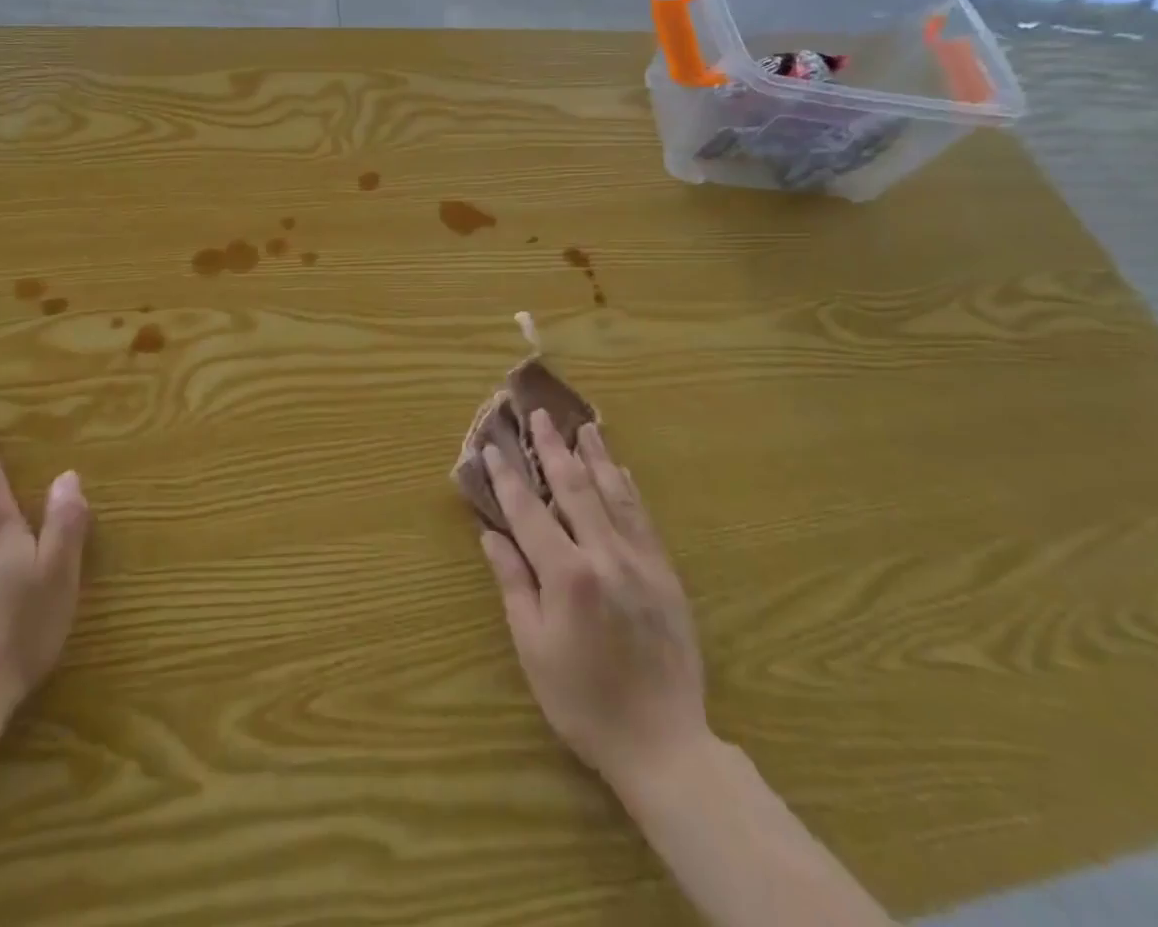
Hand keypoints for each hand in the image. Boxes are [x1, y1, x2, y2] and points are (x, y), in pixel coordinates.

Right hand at [480, 412, 708, 795]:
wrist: (663, 743)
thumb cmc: (584, 701)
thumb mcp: (534, 648)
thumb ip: (513, 584)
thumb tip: (492, 534)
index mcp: (567, 575)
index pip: (529, 512)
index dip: (508, 478)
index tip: (492, 447)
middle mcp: (605, 555)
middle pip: (574, 488)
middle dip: (553, 448)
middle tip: (540, 415)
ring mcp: (640, 560)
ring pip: (614, 494)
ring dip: (596, 456)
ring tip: (583, 426)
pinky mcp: (665, 573)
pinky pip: (643, 518)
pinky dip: (628, 489)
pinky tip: (621, 471)